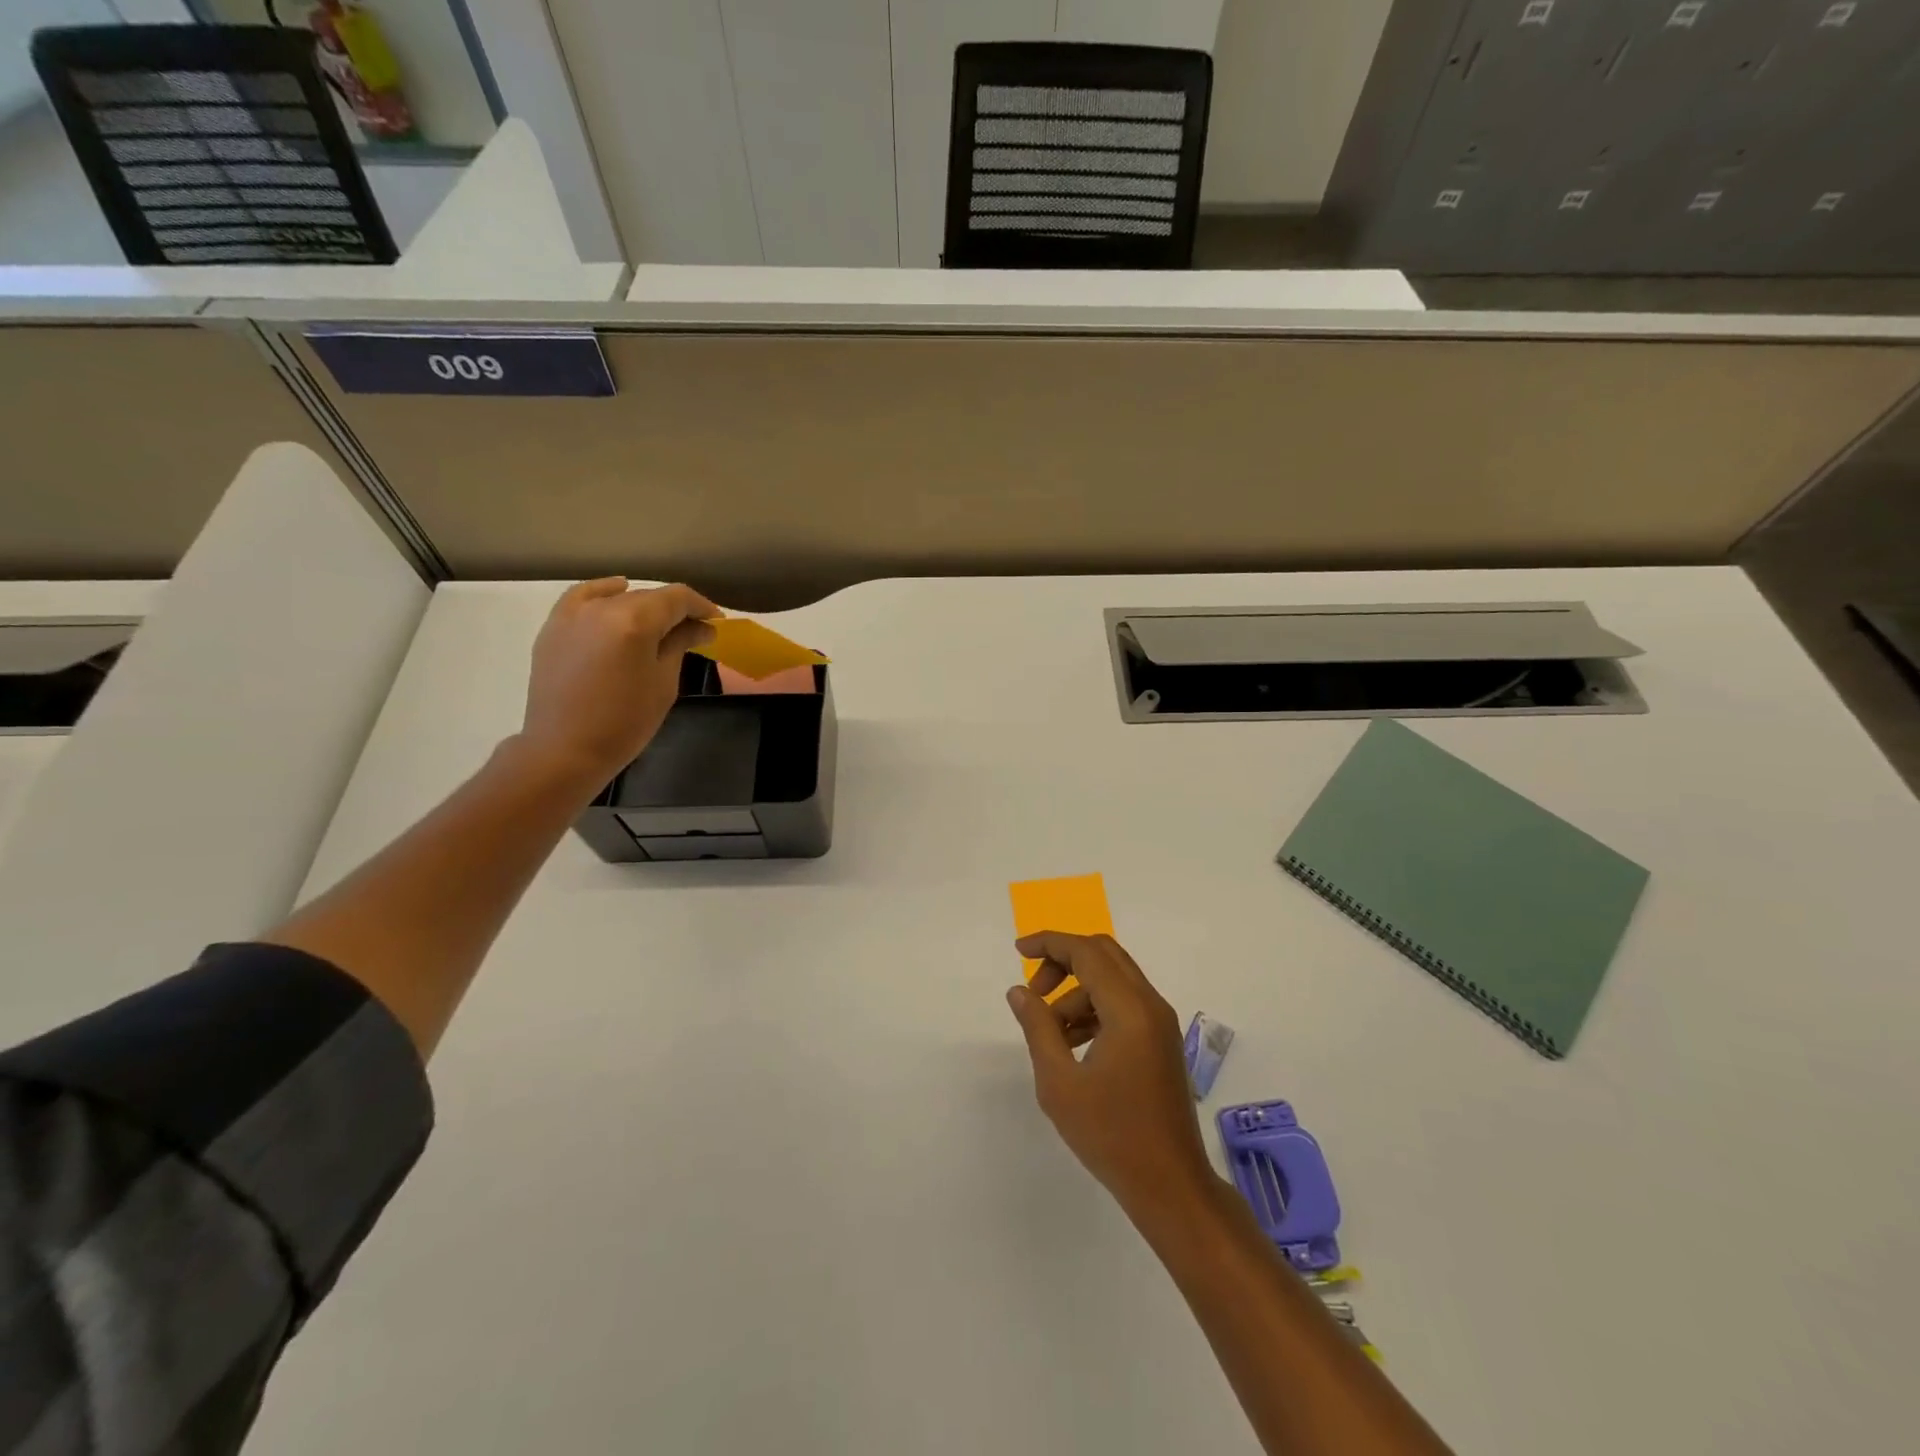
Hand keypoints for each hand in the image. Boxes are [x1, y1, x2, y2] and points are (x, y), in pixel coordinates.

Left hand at [519, 578, 717, 788]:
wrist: (564, 749)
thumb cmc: (625, 722)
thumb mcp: (664, 683)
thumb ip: (680, 644)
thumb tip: (701, 626)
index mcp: (635, 621)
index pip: (677, 598)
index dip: (702, 607)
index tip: (717, 623)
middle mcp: (603, 607)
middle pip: (649, 596)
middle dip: (676, 610)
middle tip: (694, 631)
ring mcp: (574, 614)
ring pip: (619, 597)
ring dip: (644, 606)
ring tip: (658, 626)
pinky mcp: (555, 626)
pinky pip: (584, 597)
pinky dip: (605, 593)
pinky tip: (617, 595)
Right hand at [1006, 932, 1216, 1221]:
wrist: (1170, 1185)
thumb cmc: (1111, 1135)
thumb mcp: (1060, 1082)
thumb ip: (1038, 1028)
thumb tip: (1020, 991)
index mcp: (1130, 1010)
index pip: (1087, 953)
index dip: (1050, 943)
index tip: (1018, 950)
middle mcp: (1151, 1005)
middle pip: (1104, 955)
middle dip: (1063, 962)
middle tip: (1034, 991)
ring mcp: (1161, 1022)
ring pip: (1113, 980)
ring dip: (1077, 992)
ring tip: (1051, 1034)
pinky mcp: (1162, 1040)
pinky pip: (1124, 1004)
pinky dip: (1095, 1008)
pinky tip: (1074, 1044)